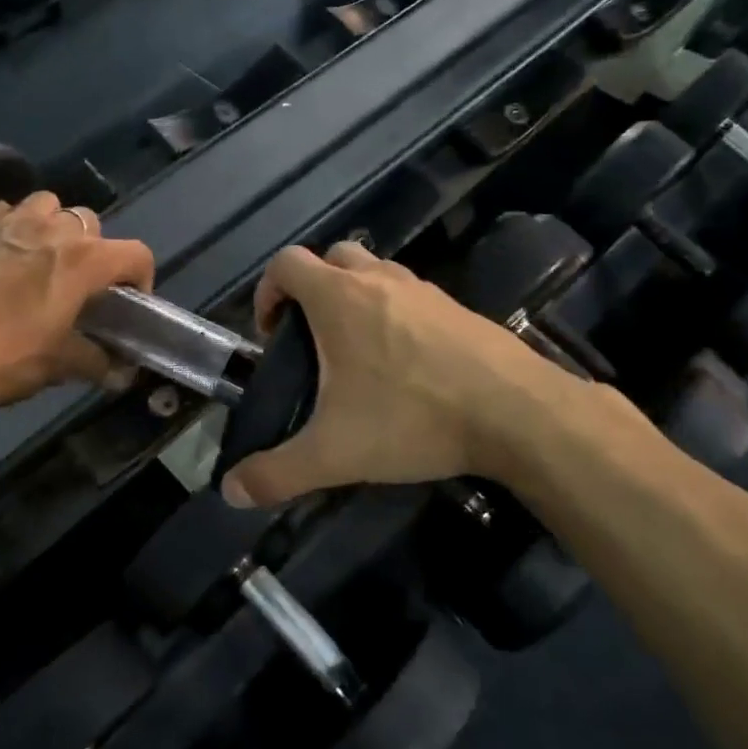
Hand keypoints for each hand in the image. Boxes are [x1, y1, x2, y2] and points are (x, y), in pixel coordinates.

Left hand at [0, 192, 153, 424]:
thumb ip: (95, 362)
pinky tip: (0, 259)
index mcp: (82, 259)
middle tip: (81, 289)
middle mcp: (51, 228)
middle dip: (96, 252)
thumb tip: (120, 372)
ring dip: (56, 230)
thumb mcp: (53, 366)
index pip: (136, 254)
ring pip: (49, 207)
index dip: (142, 279)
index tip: (129, 305)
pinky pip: (6, 213)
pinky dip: (14, 228)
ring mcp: (7, 220)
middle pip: (92, 225)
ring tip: (42, 264)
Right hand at [219, 241, 568, 506]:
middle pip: (333, 257)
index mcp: (339, 298)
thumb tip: (232, 491)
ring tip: (358, 353)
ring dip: (356, 297)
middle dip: (313, 288)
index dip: (268, 290)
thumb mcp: (334, 453)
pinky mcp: (458, 307)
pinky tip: (407, 364)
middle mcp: (380, 280)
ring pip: (377, 272)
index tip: (272, 333)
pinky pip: (413, 296)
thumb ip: (277, 473)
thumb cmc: (412, 417)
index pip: (287, 263)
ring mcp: (424, 290)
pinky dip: (396, 313)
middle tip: (312, 338)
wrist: (515, 411)